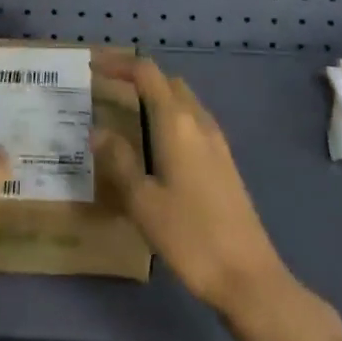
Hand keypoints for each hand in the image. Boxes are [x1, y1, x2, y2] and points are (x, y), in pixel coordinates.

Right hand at [93, 51, 292, 321]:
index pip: (146, 73)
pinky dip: (169, 116)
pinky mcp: (224, 161)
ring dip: (154, 96)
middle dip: (136, 77)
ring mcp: (216, 140)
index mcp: (176, 121)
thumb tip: (98, 131)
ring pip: (182, 100)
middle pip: (166, 81)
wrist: (249, 277)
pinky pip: (191, 120)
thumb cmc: (190, 236)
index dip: (119, 63)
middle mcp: (198, 120)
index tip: (92, 64)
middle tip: (105, 88)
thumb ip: (119, 161)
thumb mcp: (143, 202)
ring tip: (125, 113)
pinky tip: (155, 144)